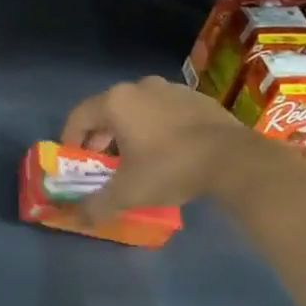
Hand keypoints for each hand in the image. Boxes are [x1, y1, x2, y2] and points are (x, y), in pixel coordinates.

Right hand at [61, 76, 254, 220]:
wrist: (234, 159)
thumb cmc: (170, 168)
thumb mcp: (128, 193)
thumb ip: (97, 205)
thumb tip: (78, 218)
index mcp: (116, 102)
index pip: (79, 117)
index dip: (71, 140)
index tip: (74, 161)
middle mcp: (140, 87)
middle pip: (108, 111)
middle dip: (101, 138)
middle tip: (104, 163)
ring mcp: (171, 88)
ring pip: (137, 109)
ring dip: (130, 131)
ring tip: (137, 159)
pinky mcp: (197, 98)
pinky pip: (165, 111)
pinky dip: (158, 127)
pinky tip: (168, 151)